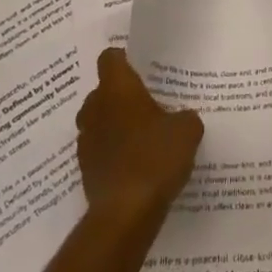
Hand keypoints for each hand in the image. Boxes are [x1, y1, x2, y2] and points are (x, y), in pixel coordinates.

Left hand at [76, 48, 204, 226]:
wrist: (126, 213)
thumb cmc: (156, 157)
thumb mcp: (187, 130)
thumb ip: (185, 116)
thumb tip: (181, 119)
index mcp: (117, 87)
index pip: (110, 57)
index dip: (125, 60)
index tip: (142, 69)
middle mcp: (95, 107)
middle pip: (104, 90)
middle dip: (122, 96)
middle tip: (149, 105)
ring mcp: (86, 139)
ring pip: (99, 120)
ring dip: (115, 125)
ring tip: (142, 137)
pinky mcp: (85, 169)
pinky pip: (99, 149)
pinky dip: (113, 152)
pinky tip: (135, 165)